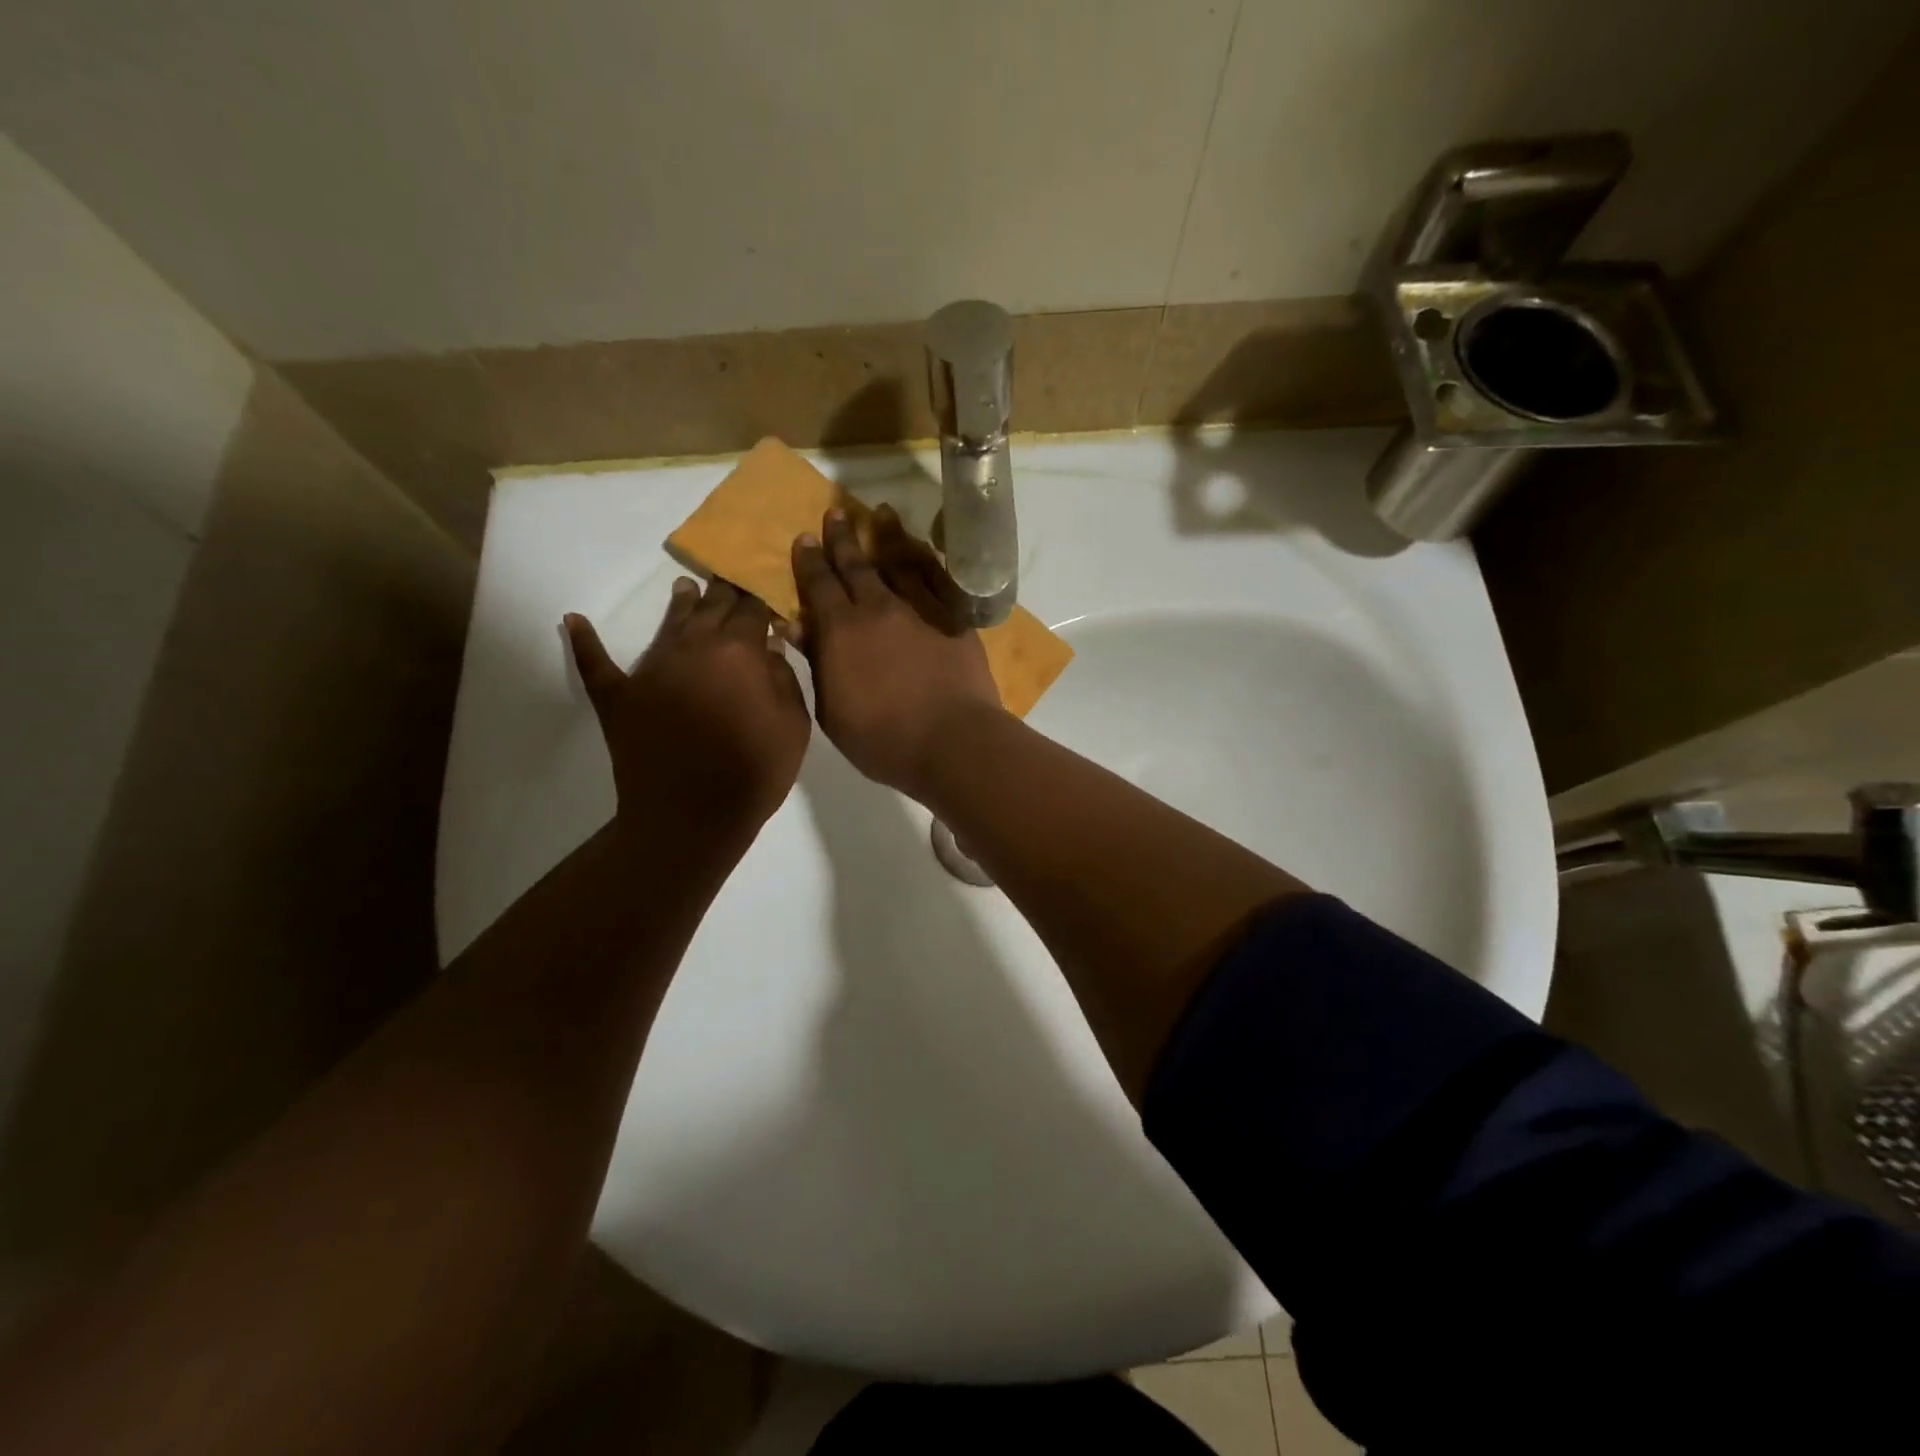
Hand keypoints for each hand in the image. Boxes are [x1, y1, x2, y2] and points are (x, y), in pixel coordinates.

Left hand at [565, 578, 808, 834]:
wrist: (691, 817)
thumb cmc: (754, 772)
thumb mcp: (793, 726)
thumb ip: (784, 677)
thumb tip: (771, 643)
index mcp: (738, 652)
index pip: (752, 610)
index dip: (760, 597)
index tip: (764, 586)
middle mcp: (693, 648)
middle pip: (711, 608)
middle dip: (724, 592)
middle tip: (729, 577)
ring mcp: (651, 669)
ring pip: (667, 625)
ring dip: (678, 604)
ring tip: (683, 586)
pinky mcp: (618, 696)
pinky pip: (596, 663)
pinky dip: (584, 642)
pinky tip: (573, 621)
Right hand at [792, 504, 1002, 796]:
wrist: (952, 741)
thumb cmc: (882, 738)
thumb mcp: (832, 711)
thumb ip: (816, 663)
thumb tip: (795, 626)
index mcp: (841, 630)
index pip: (819, 585)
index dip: (809, 561)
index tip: (803, 538)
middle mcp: (878, 608)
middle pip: (856, 565)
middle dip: (842, 539)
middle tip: (834, 513)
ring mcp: (920, 610)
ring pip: (899, 562)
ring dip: (886, 537)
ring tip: (880, 514)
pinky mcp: (954, 618)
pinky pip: (937, 579)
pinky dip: (925, 561)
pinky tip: (921, 551)